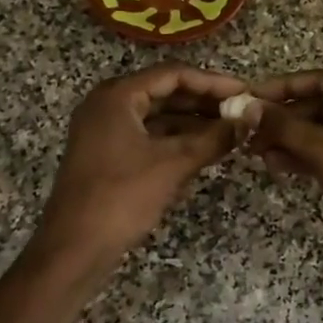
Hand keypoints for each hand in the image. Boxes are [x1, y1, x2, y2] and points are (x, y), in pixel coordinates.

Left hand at [37, 66, 248, 266]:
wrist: (74, 248)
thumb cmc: (122, 197)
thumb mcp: (173, 164)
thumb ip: (214, 138)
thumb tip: (249, 120)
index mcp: (118, 96)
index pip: (173, 74)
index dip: (213, 82)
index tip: (245, 92)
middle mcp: (108, 105)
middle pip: (165, 92)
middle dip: (205, 102)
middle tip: (241, 111)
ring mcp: (106, 131)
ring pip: (158, 116)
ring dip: (194, 123)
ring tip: (231, 131)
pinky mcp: (109, 155)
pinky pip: (149, 137)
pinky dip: (177, 141)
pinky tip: (206, 151)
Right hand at [242, 70, 322, 266]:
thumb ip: (286, 127)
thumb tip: (249, 107)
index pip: (322, 81)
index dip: (284, 87)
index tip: (251, 97)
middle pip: (320, 106)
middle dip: (284, 119)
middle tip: (249, 132)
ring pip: (322, 131)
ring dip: (290, 139)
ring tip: (256, 152)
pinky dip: (304, 156)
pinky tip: (277, 165)